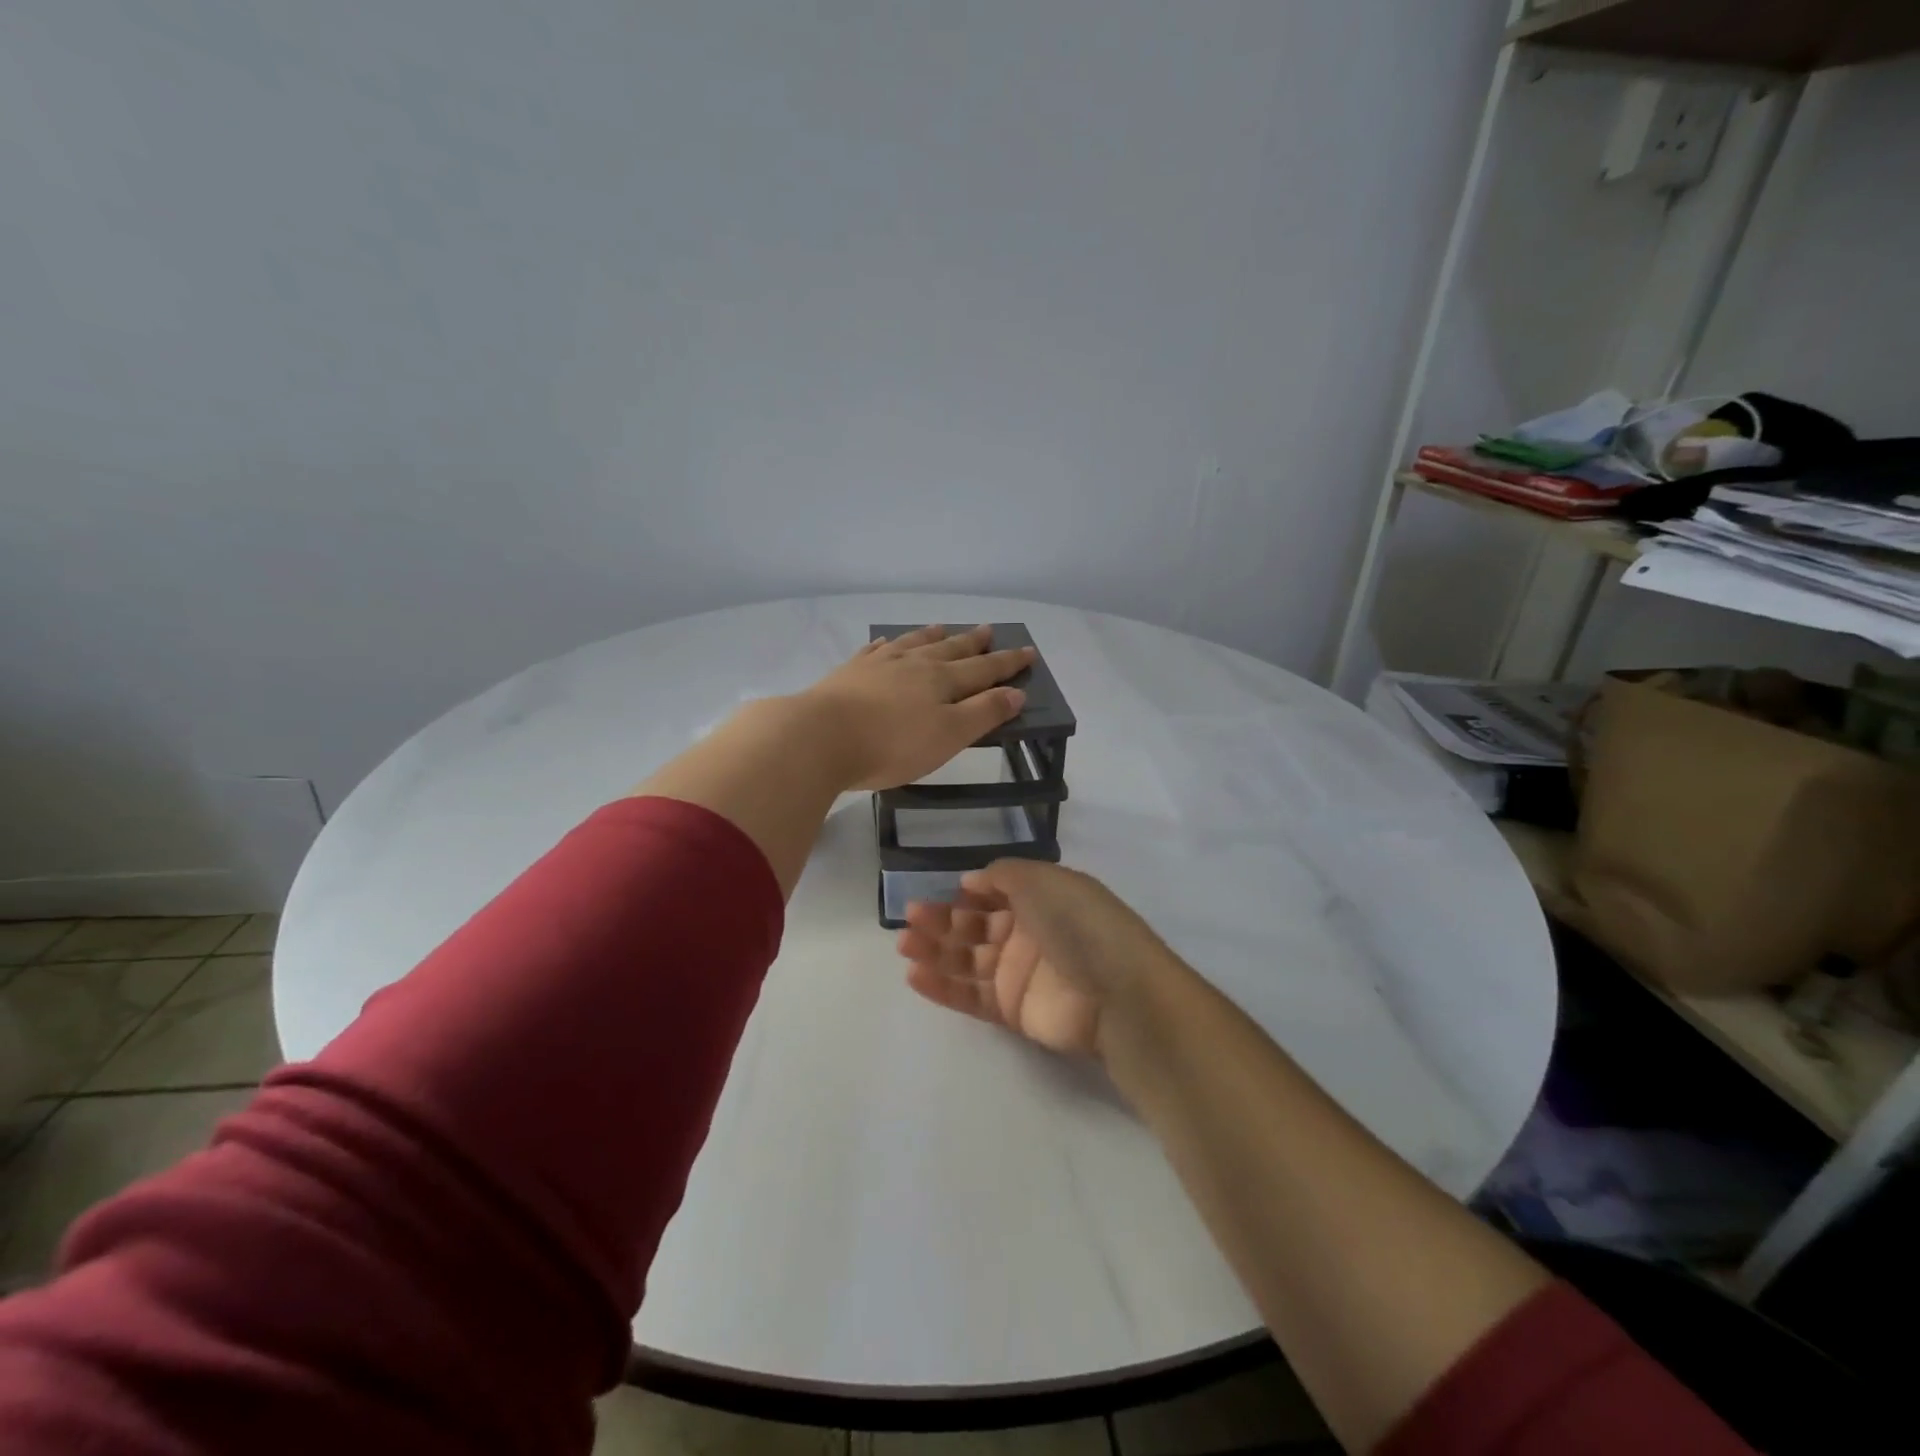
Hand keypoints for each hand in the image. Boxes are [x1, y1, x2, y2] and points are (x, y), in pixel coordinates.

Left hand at [799, 624, 1035, 790]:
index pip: (983, 669)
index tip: (1028, 651)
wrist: (821, 736)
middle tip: (989, 629)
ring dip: (932, 636)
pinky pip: (875, 650)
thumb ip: (983, 713)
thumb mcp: (949, 736)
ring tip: (942, 627)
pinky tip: (886, 643)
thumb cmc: (892, 744)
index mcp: (942, 681)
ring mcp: (879, 664)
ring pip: (913, 643)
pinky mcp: (850, 672)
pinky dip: (887, 645)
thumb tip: (1016, 692)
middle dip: (973, 642)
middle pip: (950, 649)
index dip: (1007, 663)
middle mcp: (914, 664)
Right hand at [895, 860, 1182, 1059]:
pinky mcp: (1012, 1011)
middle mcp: (1028, 934)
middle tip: (910, 920)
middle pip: (975, 926)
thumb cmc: (1078, 924)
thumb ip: (1003, 875)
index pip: (995, 894)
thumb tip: (970, 882)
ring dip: (935, 951)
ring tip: (904, 945)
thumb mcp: (1043, 880)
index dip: (967, 893)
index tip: (940, 891)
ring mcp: (1020, 974)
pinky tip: (916, 975)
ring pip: (968, 960)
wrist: (1116, 992)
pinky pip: (971, 996)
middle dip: (942, 921)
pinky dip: (943, 986)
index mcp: (1041, 899)